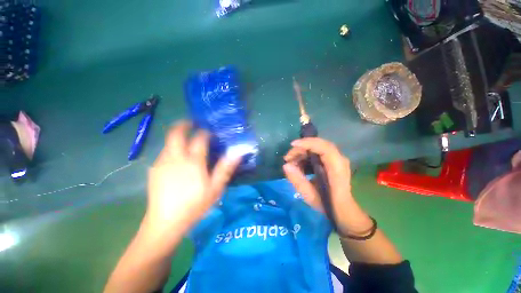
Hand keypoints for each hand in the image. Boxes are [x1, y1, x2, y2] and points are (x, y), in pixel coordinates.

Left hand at [145, 121, 240, 234]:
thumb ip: (225, 168)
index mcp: (193, 162)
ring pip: (168, 142)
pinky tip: (177, 158)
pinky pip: (164, 153)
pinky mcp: (154, 170)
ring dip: (178, 137)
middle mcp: (175, 158)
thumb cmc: (194, 205)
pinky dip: (171, 148)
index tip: (210, 131)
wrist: (165, 223)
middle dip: (184, 125)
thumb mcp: (215, 188)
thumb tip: (237, 153)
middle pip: (176, 133)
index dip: (205, 132)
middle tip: (192, 123)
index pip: (199, 139)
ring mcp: (162, 163)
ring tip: (186, 141)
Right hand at [283, 138, 372, 235]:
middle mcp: (339, 159)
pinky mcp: (331, 161)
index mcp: (336, 168)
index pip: (324, 147)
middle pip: (318, 145)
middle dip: (300, 149)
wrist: (342, 209)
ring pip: (316, 148)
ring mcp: (336, 159)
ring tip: (291, 163)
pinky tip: (298, 165)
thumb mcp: (310, 195)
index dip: (308, 143)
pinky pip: (317, 153)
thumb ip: (297, 180)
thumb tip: (286, 165)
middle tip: (287, 158)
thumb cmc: (328, 204)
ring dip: (302, 153)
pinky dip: (305, 157)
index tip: (293, 145)